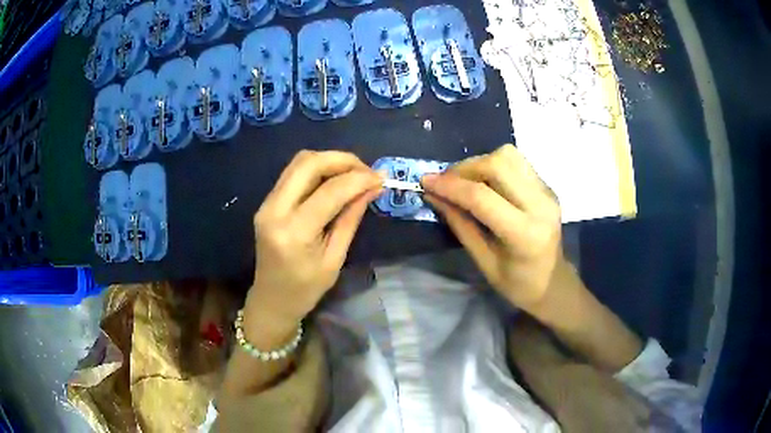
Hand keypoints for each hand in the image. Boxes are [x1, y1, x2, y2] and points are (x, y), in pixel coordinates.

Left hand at [244, 150, 381, 336]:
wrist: (271, 299)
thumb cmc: (306, 290)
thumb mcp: (335, 259)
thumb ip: (350, 219)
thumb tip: (372, 188)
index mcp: (293, 233)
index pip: (329, 191)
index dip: (358, 179)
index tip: (380, 178)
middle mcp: (274, 210)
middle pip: (308, 163)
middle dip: (342, 160)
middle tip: (367, 171)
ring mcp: (266, 203)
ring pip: (299, 162)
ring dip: (329, 161)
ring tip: (354, 174)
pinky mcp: (267, 202)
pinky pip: (293, 173)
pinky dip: (317, 170)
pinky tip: (335, 180)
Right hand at [422, 144, 561, 313]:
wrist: (554, 283)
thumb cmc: (518, 284)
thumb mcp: (484, 262)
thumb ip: (460, 225)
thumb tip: (433, 196)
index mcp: (525, 234)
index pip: (482, 197)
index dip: (450, 186)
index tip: (425, 181)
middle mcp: (540, 205)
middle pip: (498, 164)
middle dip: (464, 168)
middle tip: (445, 182)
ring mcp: (547, 192)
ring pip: (509, 155)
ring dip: (480, 162)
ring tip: (464, 181)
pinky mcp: (547, 186)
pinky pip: (517, 162)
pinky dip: (493, 166)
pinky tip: (485, 183)